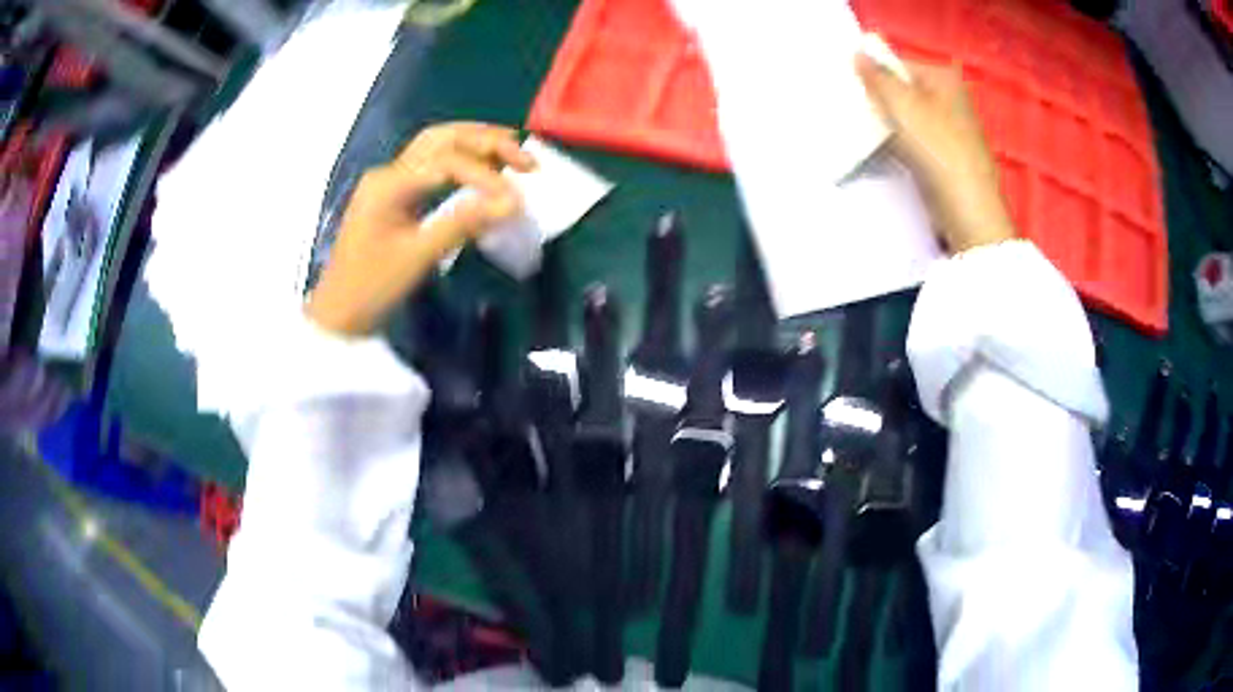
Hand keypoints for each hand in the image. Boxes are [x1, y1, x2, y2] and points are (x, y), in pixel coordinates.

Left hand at [306, 123, 534, 335]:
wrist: (338, 315)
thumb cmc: (372, 288)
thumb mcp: (418, 257)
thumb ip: (463, 223)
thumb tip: (512, 202)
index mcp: (388, 184)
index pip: (446, 162)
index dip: (486, 176)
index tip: (516, 199)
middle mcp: (388, 172)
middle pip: (441, 138)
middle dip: (486, 141)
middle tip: (526, 158)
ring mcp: (388, 181)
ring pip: (435, 145)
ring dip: (474, 142)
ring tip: (512, 150)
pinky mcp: (392, 194)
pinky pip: (431, 164)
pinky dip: (461, 159)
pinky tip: (483, 167)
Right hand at [856, 54, 1015, 252]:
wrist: (968, 210)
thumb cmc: (938, 149)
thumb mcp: (902, 104)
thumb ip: (877, 77)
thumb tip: (858, 53)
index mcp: (944, 80)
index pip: (898, 66)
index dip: (873, 75)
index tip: (852, 90)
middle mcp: (951, 100)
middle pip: (903, 93)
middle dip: (879, 101)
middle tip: (854, 112)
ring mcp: (950, 131)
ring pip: (907, 119)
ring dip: (886, 126)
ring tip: (864, 134)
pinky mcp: (946, 159)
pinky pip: (914, 143)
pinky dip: (898, 146)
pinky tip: (883, 155)